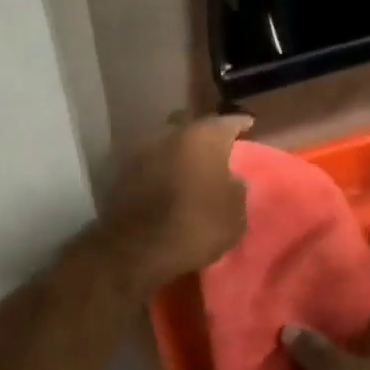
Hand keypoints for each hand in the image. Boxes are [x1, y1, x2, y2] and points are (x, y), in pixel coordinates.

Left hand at [94, 115, 251, 296]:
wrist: (136, 248)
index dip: (239, 124)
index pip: (227, 121)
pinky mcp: (121, 168)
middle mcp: (171, 133)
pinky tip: (165, 179)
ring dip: (177, 149)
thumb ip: (236, 187)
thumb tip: (230, 178)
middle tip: (213, 147)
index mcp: (204, 137)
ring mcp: (142, 148)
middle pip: (191, 125)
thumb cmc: (196, 227)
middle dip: (202, 133)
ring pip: (166, 140)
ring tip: (187, 165)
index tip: (247, 125)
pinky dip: (158, 166)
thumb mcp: (235, 214)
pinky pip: (148, 160)